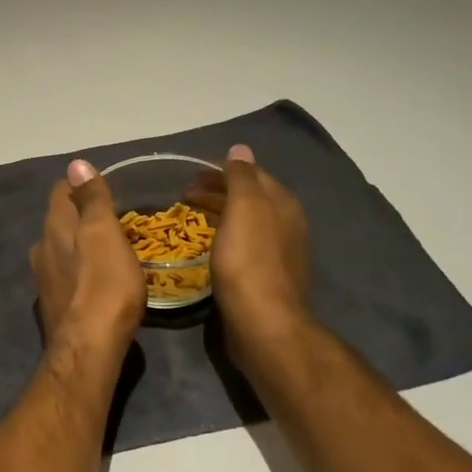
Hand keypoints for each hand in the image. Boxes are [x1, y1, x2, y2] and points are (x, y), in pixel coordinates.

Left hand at [31, 159, 144, 354]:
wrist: (89, 347)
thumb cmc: (104, 285)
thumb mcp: (104, 233)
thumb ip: (92, 199)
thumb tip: (75, 163)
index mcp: (54, 228)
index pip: (60, 191)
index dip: (81, 185)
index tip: (105, 187)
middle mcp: (41, 249)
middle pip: (59, 221)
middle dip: (81, 215)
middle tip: (113, 218)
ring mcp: (44, 279)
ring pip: (61, 249)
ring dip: (80, 245)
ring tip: (108, 249)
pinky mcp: (54, 305)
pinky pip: (67, 276)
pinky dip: (81, 271)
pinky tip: (98, 282)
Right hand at [188, 144, 311, 367]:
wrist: (262, 323)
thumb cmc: (249, 261)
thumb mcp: (244, 209)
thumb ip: (242, 177)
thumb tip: (240, 149)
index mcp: (282, 205)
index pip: (252, 175)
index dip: (223, 170)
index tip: (193, 172)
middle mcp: (285, 225)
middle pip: (249, 198)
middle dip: (219, 191)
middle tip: (185, 192)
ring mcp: (277, 254)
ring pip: (245, 222)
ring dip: (219, 213)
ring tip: (191, 215)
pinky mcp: (264, 278)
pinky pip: (242, 244)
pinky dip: (223, 235)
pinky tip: (208, 245)